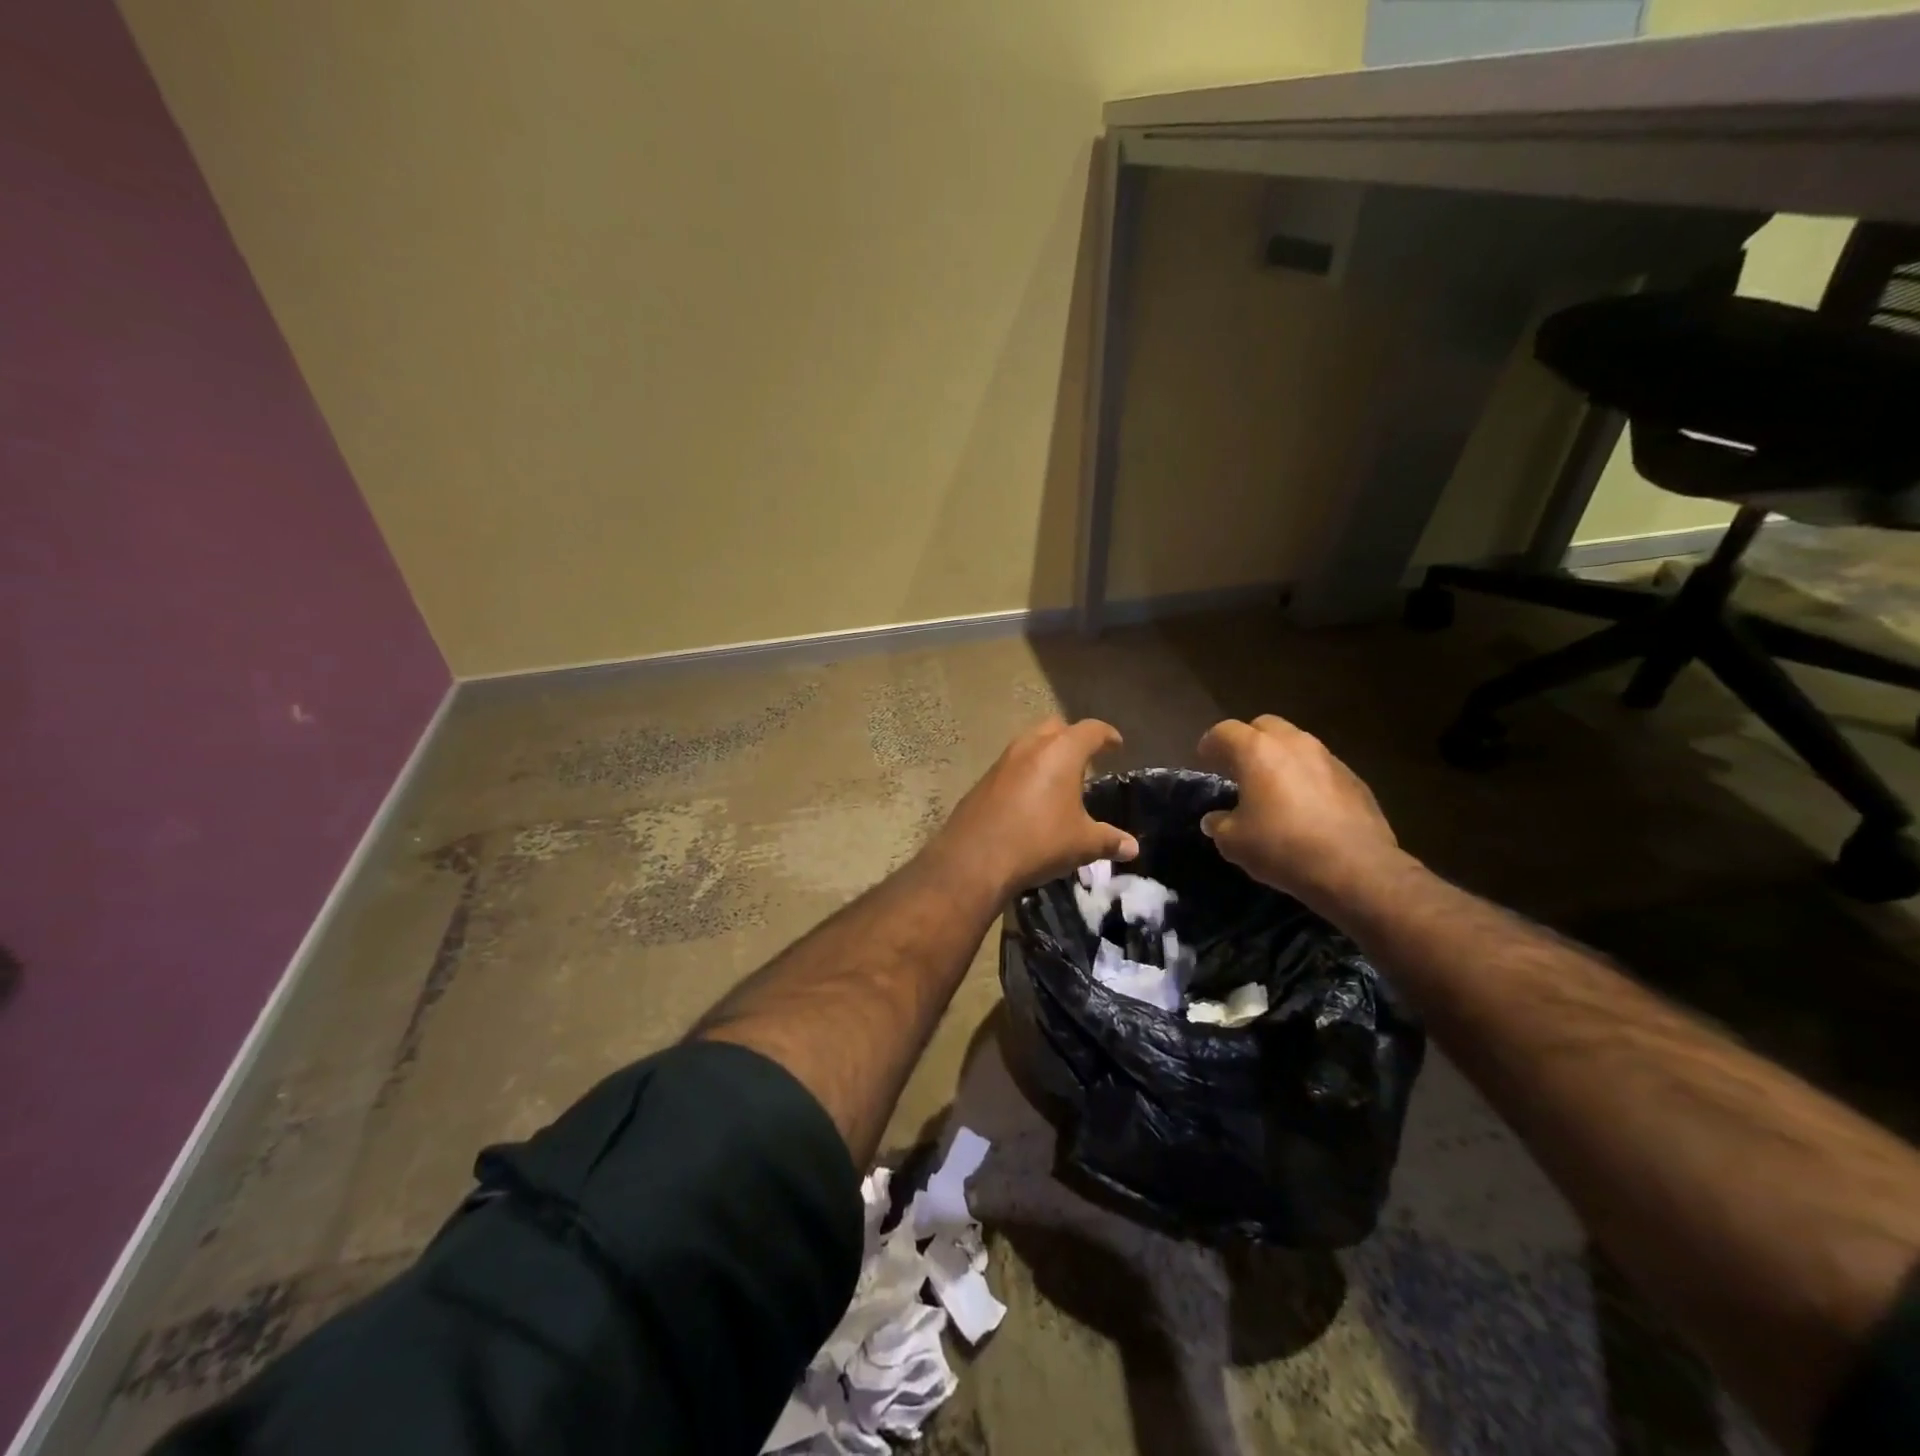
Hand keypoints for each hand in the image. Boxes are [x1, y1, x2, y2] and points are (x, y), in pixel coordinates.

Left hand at [931, 717, 1137, 895]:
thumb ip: (1109, 841)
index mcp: (1061, 752)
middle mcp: (1030, 746)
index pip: (1090, 730)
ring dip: (1046, 754)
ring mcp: (1002, 761)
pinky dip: (1026, 772)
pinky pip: (1011, 766)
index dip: (1107, 735)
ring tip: (1058, 778)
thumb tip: (1132, 847)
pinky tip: (1030, 798)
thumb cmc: (1039, 841)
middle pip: (1056, 728)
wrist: (974, 858)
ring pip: (1029, 744)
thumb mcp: (1082, 844)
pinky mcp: (983, 780)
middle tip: (1086, 758)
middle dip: (1073, 738)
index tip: (1116, 744)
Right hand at [1196, 715, 1410, 917]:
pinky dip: (1306, 777)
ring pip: (1296, 744)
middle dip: (1248, 741)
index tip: (1205, 759)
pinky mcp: (1354, 778)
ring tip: (1273, 787)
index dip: (1210, 744)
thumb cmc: (1282, 847)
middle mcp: (1293, 744)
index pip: (1224, 731)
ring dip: (1280, 758)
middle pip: (1264, 726)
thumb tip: (1215, 819)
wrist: (1355, 868)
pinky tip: (1305, 806)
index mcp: (1257, 751)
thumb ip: (1220, 824)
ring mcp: (1328, 758)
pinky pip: (1320, 767)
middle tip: (1239, 768)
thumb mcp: (1234, 842)